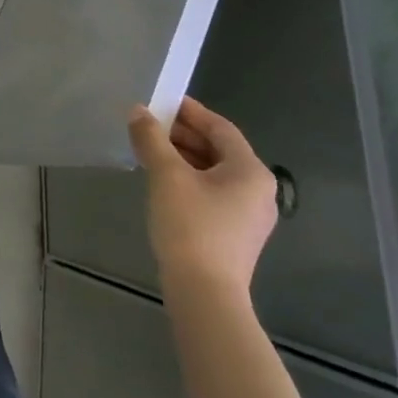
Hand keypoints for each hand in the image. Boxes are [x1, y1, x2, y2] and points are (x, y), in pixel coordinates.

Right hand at [128, 95, 278, 303]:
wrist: (205, 294)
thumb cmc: (191, 225)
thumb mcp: (166, 175)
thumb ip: (151, 138)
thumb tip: (138, 112)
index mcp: (250, 170)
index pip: (220, 128)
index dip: (190, 112)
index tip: (162, 102)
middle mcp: (258, 190)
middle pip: (219, 150)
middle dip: (183, 135)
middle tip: (149, 126)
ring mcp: (250, 216)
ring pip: (215, 173)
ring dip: (184, 157)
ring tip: (150, 151)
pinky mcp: (236, 235)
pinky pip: (213, 194)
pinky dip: (190, 180)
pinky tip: (163, 183)